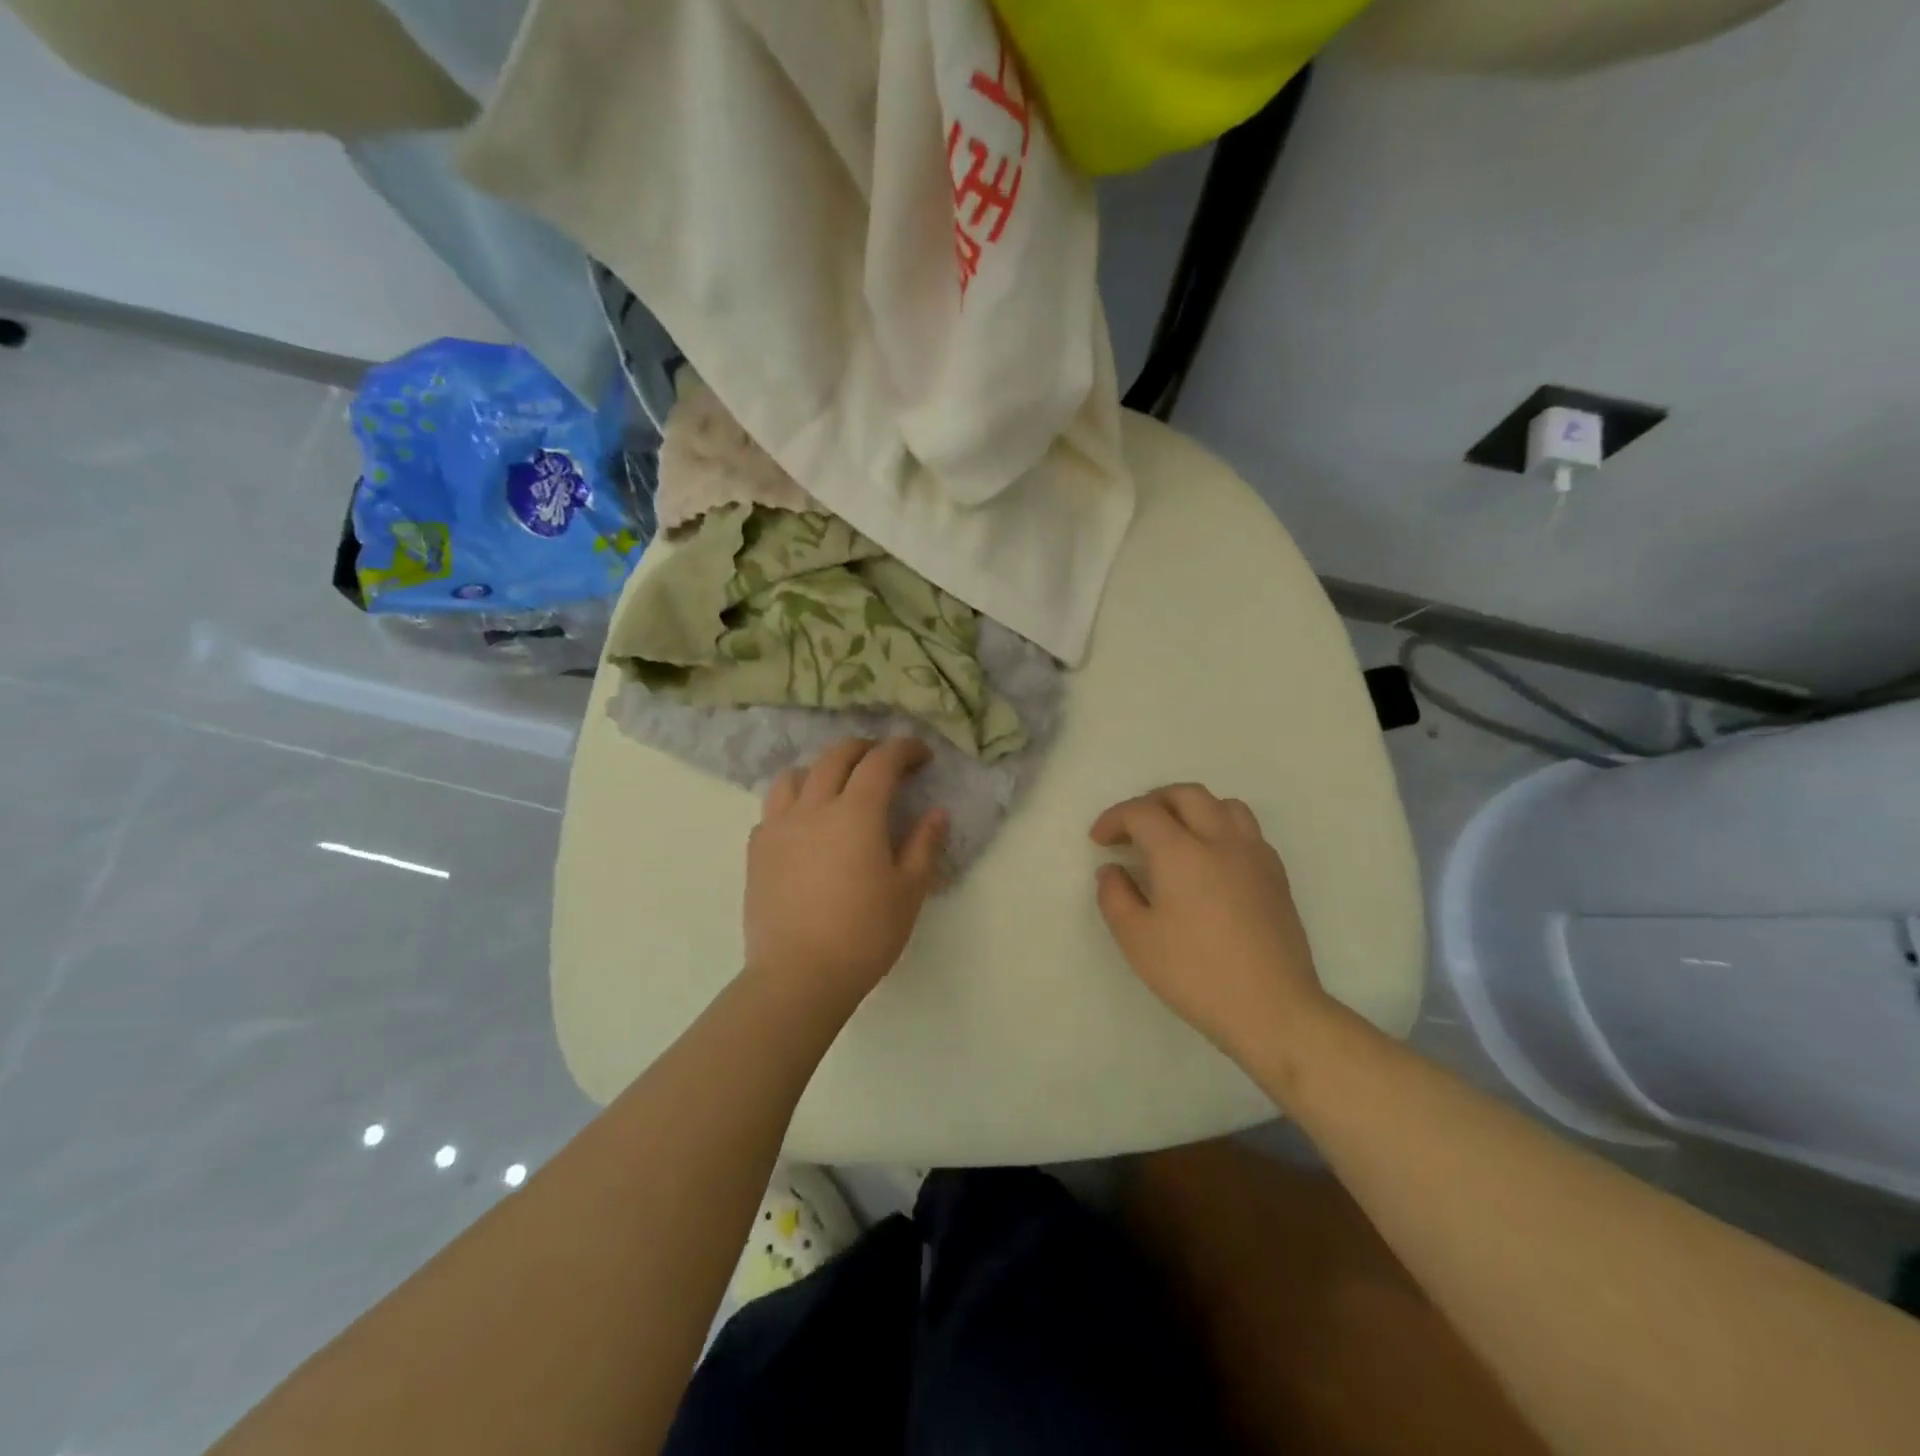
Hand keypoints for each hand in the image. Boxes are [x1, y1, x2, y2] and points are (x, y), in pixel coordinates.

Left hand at [743, 737, 947, 1017]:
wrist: (799, 976)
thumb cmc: (864, 934)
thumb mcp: (909, 891)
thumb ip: (924, 844)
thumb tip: (936, 812)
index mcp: (856, 813)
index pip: (881, 762)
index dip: (904, 750)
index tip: (922, 756)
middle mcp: (813, 807)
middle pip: (836, 757)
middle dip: (864, 749)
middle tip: (884, 760)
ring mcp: (779, 827)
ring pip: (795, 776)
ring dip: (821, 769)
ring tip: (837, 786)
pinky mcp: (757, 850)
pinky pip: (773, 808)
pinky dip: (794, 802)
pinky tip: (805, 825)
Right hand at [1091, 785, 1331, 1068]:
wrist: (1273, 1009)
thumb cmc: (1196, 974)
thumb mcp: (1137, 940)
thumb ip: (1115, 896)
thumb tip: (1112, 870)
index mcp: (1181, 852)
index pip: (1142, 812)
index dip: (1114, 819)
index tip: (1099, 841)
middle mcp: (1221, 840)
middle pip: (1185, 795)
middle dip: (1152, 802)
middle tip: (1132, 829)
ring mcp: (1255, 854)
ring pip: (1223, 804)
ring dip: (1191, 808)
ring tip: (1174, 835)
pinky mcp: (1276, 874)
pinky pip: (1246, 829)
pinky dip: (1220, 828)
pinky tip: (1210, 860)